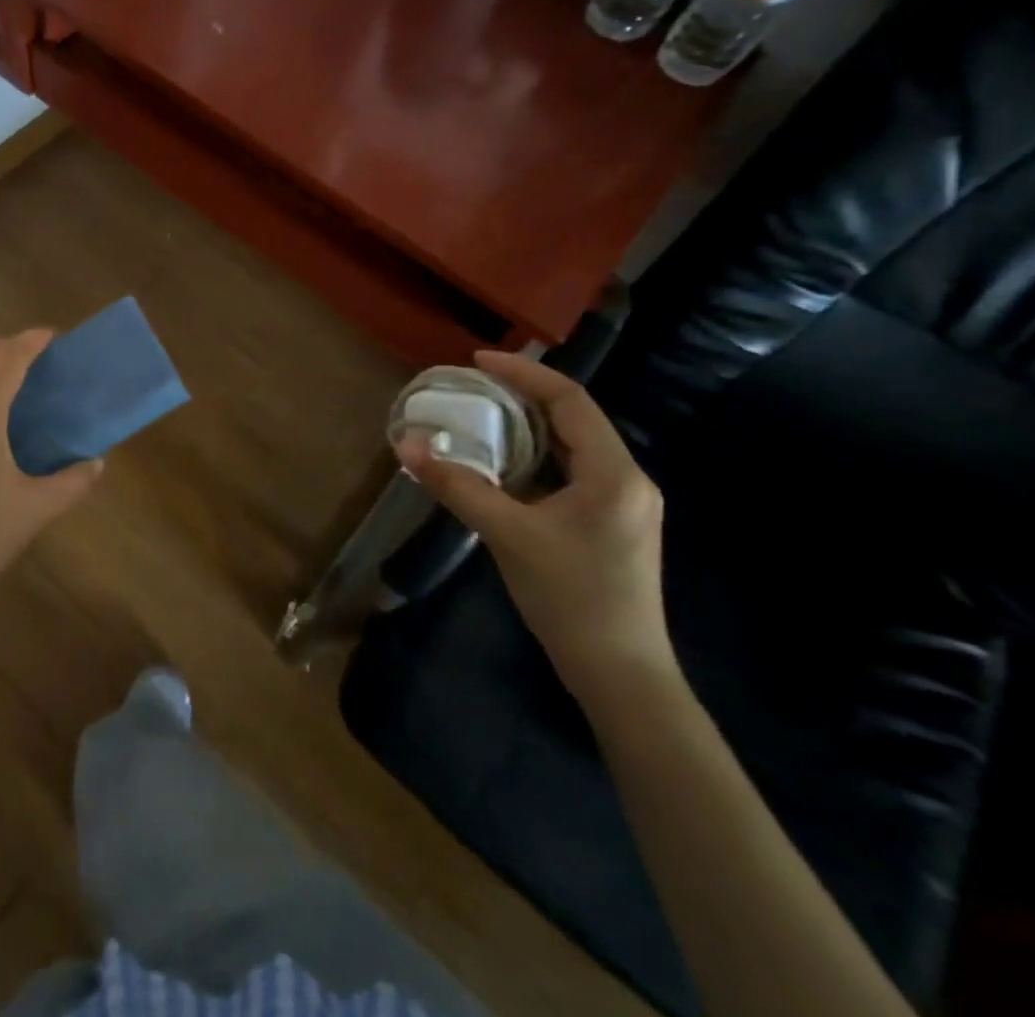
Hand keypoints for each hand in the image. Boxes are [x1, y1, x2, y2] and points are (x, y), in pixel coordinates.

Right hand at [395, 350, 674, 708]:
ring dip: (529, 426)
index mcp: (614, 473)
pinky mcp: (613, 523)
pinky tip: (506, 464)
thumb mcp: (507, 535)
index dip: (523, 374)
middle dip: (523, 396)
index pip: (570, 400)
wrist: (621, 674)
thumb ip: (458, 485)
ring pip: (573, 445)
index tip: (477, 361)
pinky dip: (537, 456)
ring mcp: (624, 503)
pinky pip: (573, 471)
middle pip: (574, 418)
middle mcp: (627, 479)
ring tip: (483, 416)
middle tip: (473, 387)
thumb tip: (406, 445)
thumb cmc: (570, 598)